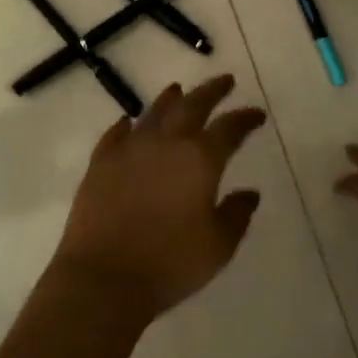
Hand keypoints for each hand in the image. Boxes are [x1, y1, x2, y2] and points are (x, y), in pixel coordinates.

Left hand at [50, 75, 267, 321]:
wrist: (103, 277)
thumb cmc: (169, 263)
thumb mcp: (217, 247)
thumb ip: (236, 215)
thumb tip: (249, 193)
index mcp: (199, 159)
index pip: (229, 129)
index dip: (245, 119)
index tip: (256, 114)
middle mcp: (166, 143)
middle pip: (192, 106)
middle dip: (211, 91)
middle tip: (225, 80)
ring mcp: (130, 149)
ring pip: (153, 113)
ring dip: (170, 99)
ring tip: (179, 89)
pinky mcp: (100, 163)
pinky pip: (115, 134)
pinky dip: (126, 125)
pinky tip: (128, 122)